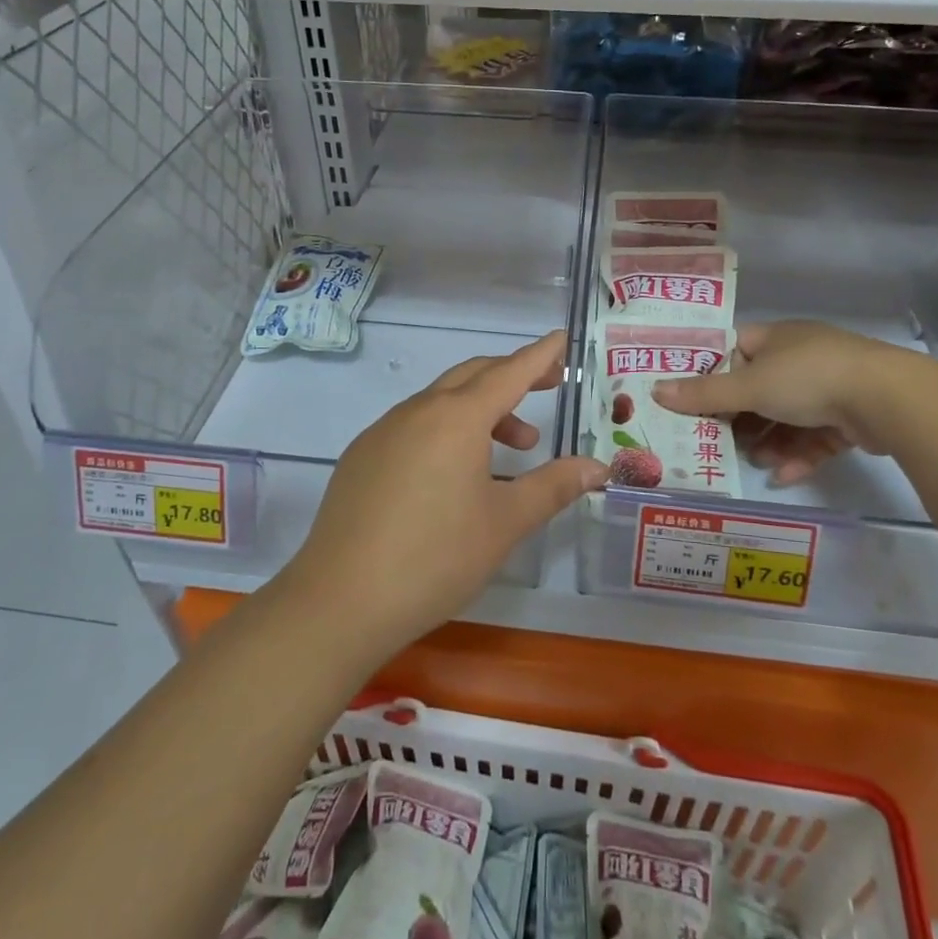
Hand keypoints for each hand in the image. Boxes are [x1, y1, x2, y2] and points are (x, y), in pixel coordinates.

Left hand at [280, 331, 607, 655]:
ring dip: (481, 412)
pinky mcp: (361, 457)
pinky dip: (446, 431)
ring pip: (441, 402)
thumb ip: (553, 486)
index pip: (509, 372)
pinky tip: (454, 475)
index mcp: (456, 418)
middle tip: (547, 389)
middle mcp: (417, 411)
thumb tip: (596, 467)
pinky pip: (414, 426)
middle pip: (472, 376)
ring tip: (512, 449)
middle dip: (512, 377)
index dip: (540, 356)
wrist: (341, 600)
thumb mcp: (505, 522)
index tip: (561, 339)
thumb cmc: (436, 557)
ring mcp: (382, 431)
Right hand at [650, 320, 934, 483]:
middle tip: (717, 439)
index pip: (735, 349)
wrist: (887, 399)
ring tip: (754, 462)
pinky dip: (798, 455)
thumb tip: (655, 391)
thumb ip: (704, 393)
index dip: (713, 371)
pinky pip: (815, 437)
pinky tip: (784, 475)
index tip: (693, 397)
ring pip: (788, 417)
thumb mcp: (749, 386)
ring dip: (769, 441)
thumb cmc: (808, 378)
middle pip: (759, 389)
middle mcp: (802, 358)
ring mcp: (830, 387)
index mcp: (777, 338)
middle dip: (740, 418)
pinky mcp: (851, 417)